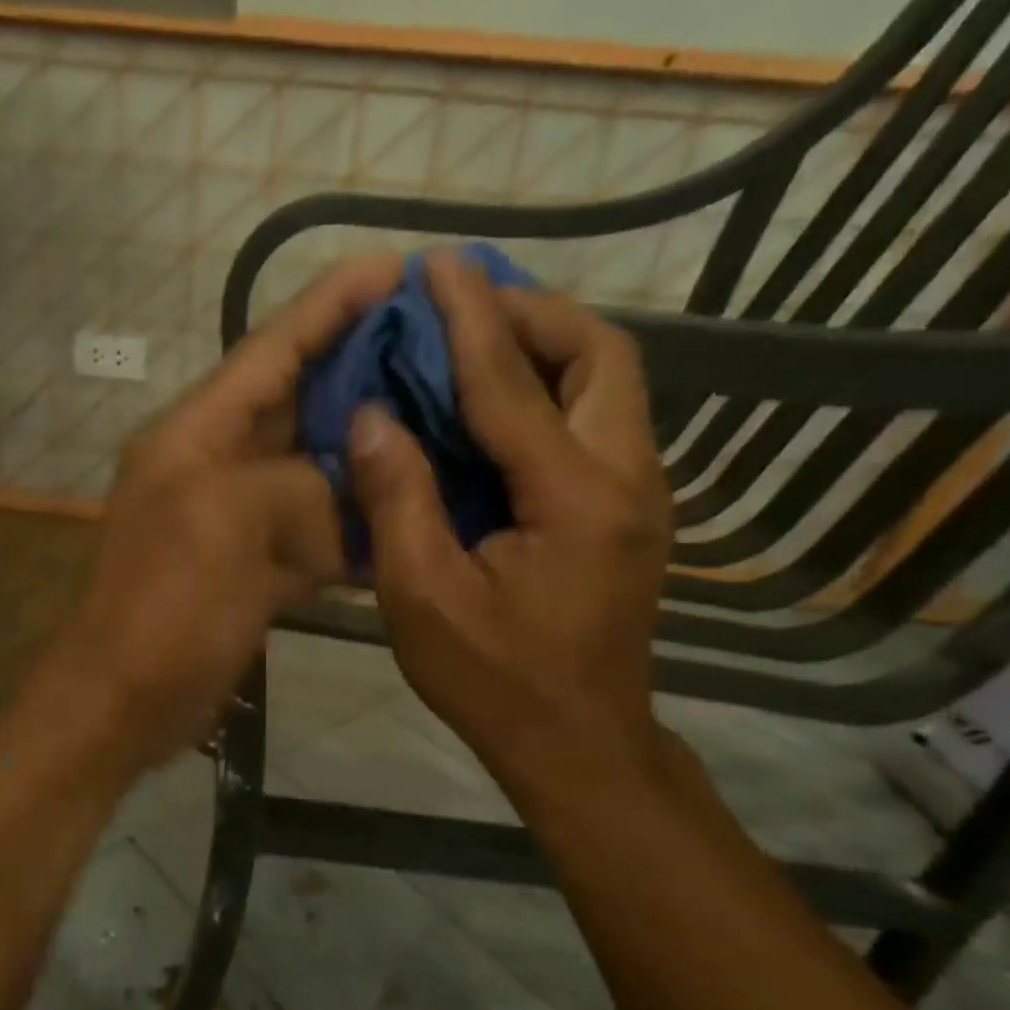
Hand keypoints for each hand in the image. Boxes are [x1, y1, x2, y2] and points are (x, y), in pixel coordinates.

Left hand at [37, 256, 404, 777]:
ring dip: (364, 449)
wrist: (124, 700)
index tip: (392, 265)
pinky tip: (406, 512)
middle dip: (360, 370)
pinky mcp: (252, 568)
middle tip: (440, 344)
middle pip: (296, 401)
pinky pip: (312, 531)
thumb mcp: (226, 524)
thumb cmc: (165, 606)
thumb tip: (346, 499)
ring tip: (441, 421)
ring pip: (311, 468)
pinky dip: (352, 524)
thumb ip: (297, 488)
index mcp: (196, 433)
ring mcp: (236, 519)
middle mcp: (215, 463)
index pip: (270, 349)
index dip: (329, 305)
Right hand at [346, 251, 672, 809]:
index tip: (438, 265)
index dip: (470, 319)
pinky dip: (548, 392)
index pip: (513, 383)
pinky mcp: (628, 514)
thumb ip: (398, 500)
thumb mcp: (422, 597)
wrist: (577, 745)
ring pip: (608, 384)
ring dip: (545, 348)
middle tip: (463, 306)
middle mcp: (627, 479)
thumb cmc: (493, 681)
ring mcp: (639, 496)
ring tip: (474, 341)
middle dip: (531, 314)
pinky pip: (595, 422)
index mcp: (575, 498)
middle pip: (600, 355)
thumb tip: (370, 417)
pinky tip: (495, 407)